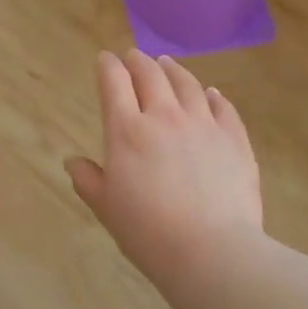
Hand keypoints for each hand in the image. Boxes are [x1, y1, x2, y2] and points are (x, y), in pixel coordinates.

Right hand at [65, 51, 264, 281]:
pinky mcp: (234, 138)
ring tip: (167, 64)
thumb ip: (88, 180)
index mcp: (127, 131)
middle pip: (150, 74)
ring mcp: (204, 124)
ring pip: (187, 84)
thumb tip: (72, 161)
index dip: (107, 67)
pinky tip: (210, 94)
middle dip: (138, 61)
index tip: (104, 60)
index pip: (114, 83)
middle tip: (134, 57)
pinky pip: (222, 106)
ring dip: (173, 69)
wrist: (211, 251)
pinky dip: (212, 95)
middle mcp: (164, 116)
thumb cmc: (148, 233)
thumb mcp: (107, 209)